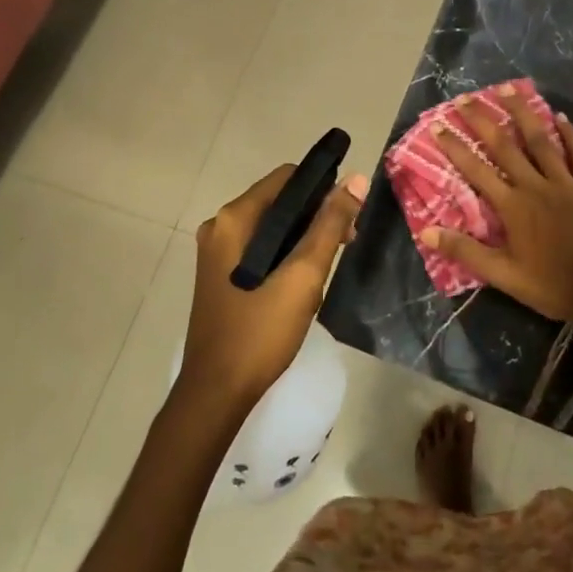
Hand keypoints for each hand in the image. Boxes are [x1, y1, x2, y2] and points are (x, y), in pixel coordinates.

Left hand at [181, 164, 367, 413]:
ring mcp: (217, 253)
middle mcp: (220, 227)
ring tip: (330, 265)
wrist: (216, 393)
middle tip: (348, 242)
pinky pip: (261, 249)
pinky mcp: (222, 276)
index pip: (286, 177)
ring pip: (273, 227)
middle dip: (316, 216)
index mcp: (233, 219)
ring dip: (304, 238)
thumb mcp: (303, 276)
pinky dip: (286, 254)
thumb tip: (356, 179)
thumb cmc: (260, 332)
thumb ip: (330, 225)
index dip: (322, 187)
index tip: (350, 213)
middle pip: (279, 201)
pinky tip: (304, 281)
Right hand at [422, 84, 572, 326]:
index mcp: (512, 206)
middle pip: (504, 145)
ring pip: (541, 140)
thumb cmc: (551, 285)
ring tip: (507, 89)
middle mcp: (535, 185)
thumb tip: (427, 231)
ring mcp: (566, 182)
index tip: (438, 125)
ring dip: (522, 113)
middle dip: (482, 120)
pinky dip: (570, 134)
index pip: (476, 170)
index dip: (455, 147)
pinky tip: (560, 116)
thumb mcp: (503, 275)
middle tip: (465, 98)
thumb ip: (465, 251)